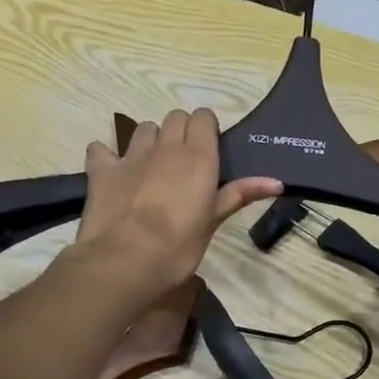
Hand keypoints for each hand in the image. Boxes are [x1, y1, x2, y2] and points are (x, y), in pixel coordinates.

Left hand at [76, 109, 280, 297]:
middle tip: (185, 162)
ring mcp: (130, 155)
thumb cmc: (179, 246)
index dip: (207, 130)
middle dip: (181, 132)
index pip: (203, 117)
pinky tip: (113, 172)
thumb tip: (277, 182)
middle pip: (175, 117)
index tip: (210, 152)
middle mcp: (165, 146)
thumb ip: (240, 195)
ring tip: (153, 167)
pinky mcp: (102, 169)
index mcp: (198, 155)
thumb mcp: (213, 221)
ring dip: (150, 141)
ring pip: (144, 129)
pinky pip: (102, 149)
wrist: (126, 260)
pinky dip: (108, 156)